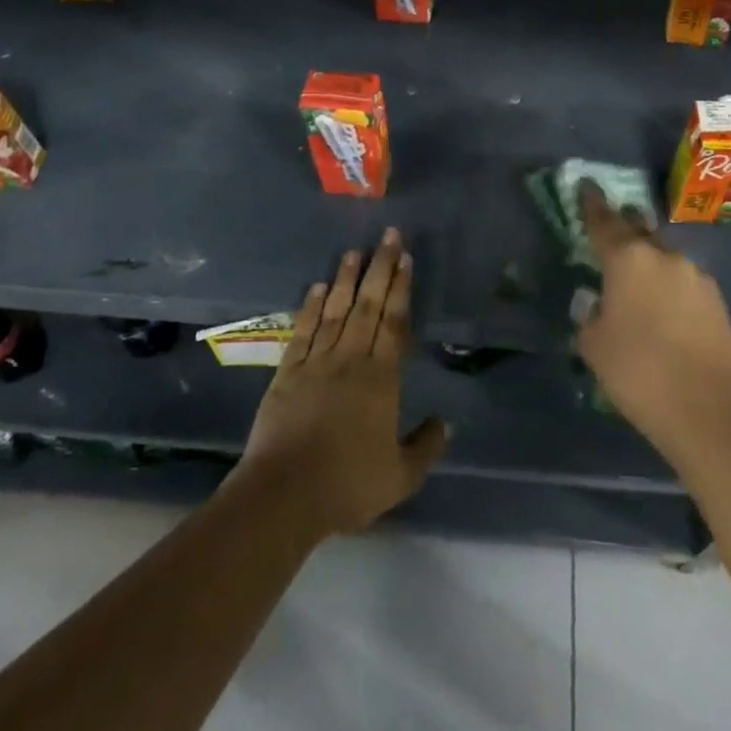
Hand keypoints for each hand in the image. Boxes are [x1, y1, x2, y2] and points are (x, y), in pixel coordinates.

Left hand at [236, 230, 447, 537]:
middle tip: (388, 236)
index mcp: (380, 379)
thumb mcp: (401, 477)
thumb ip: (426, 446)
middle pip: (368, 306)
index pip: (394, 323)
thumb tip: (446, 422)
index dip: (401, 289)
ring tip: (354, 251)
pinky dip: (309, 307)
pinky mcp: (287, 373)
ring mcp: (315, 363)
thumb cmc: (347, 485)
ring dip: (346, 279)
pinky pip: (302, 332)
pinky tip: (317, 287)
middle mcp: (349, 359)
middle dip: (380, 268)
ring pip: (335, 311)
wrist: (284, 495)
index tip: (406, 259)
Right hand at [574, 185, 730, 464]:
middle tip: (610, 240)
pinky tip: (665, 316)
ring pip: (664, 261)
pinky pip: (684, 285)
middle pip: (639, 233)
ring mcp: (697, 277)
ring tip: (638, 292)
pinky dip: (670, 292)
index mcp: (629, 259)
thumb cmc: (638, 372)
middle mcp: (665, 257)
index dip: (592, 204)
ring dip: (649, 267)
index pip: (604, 221)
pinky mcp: (718, 301)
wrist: (709, 412)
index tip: (587, 186)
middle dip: (624, 232)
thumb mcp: (594, 345)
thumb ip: (591, 315)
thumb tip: (600, 305)